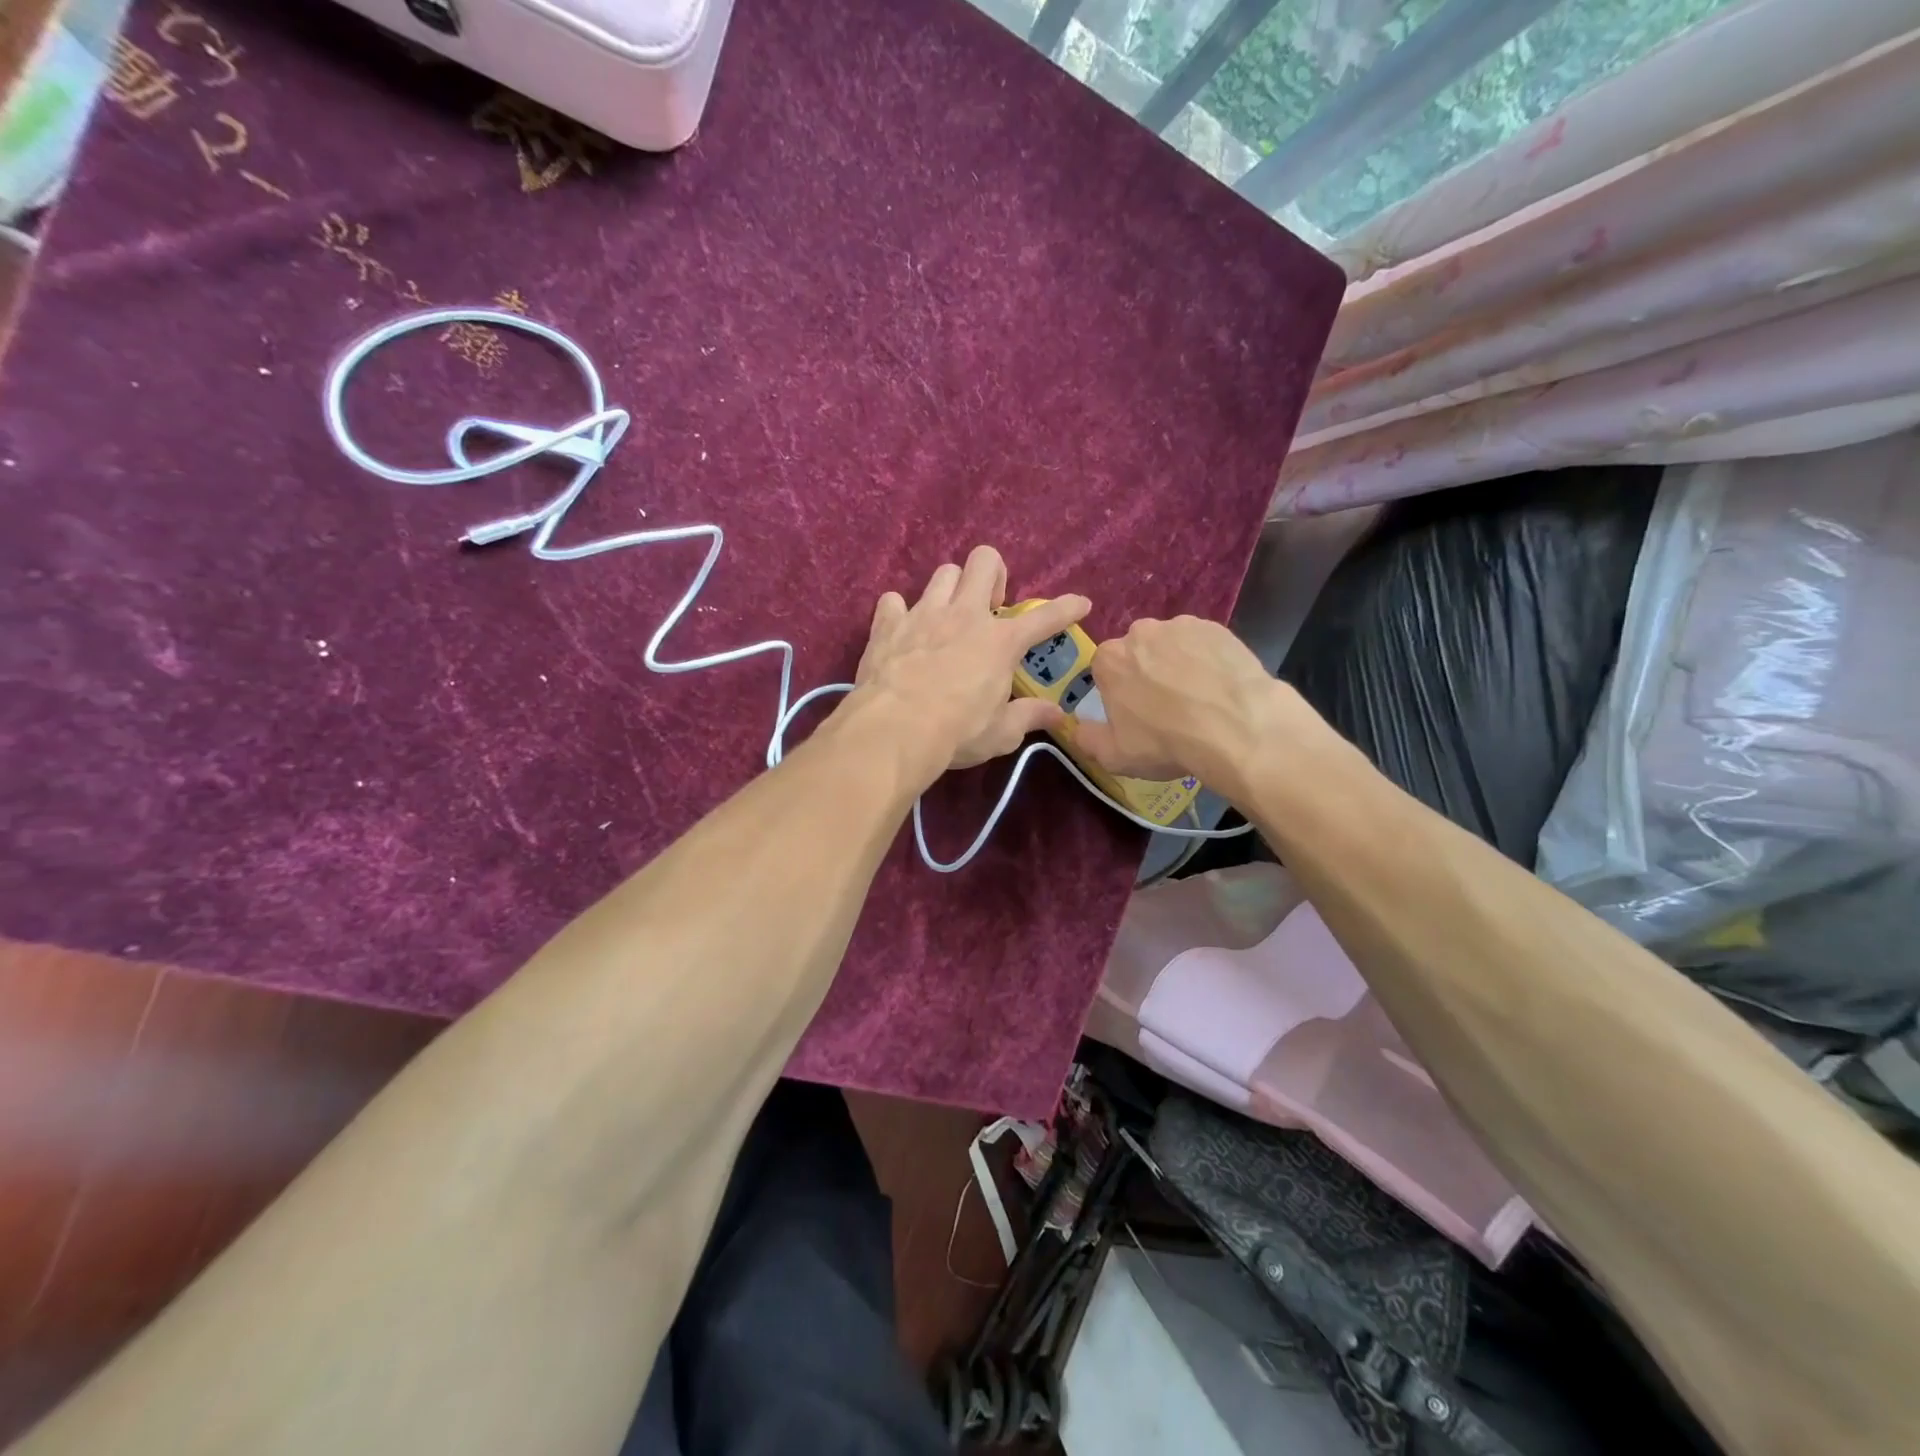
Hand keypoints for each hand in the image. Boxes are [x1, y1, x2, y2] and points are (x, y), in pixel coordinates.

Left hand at [853, 546, 1090, 776]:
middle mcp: (964, 615)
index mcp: (1000, 642)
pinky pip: (893, 600)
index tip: (1081, 603)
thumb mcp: (1000, 733)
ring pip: (943, 573)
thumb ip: (1029, 717)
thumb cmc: (956, 733)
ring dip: (951, 589)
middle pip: (985, 561)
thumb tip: (1057, 714)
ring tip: (949, 616)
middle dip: (994, 574)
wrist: (893, 730)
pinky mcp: (888, 624)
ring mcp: (923, 614)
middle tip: (991, 606)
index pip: (1044, 618)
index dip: (1067, 608)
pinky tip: (902, 630)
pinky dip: (899, 612)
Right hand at [1072, 616, 1292, 800]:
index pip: (1105, 670)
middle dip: (1147, 672)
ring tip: (1200, 697)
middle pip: (1139, 652)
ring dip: (1178, 664)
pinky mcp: (1217, 628)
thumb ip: (1087, 739)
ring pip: (1173, 645)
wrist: (1237, 728)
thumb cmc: (1166, 742)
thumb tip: (1077, 727)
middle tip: (1168, 706)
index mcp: (1109, 659)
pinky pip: (1204, 644)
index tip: (1135, 713)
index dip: (1119, 692)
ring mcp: (1181, 626)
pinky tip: (1220, 686)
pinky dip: (1208, 660)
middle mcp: (1141, 632)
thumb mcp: (1114, 756)